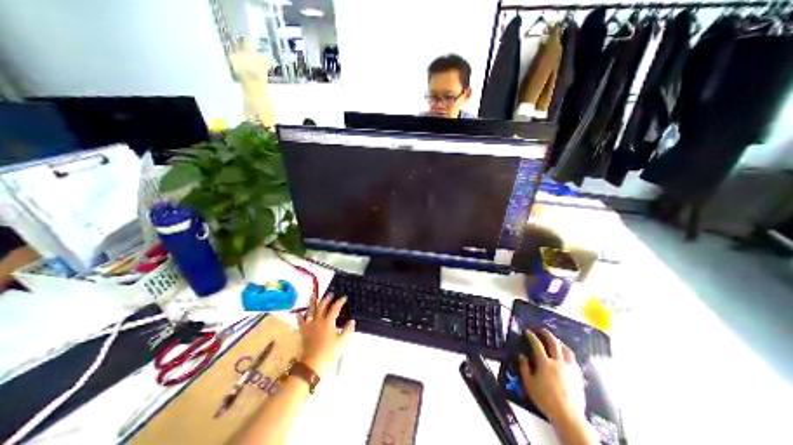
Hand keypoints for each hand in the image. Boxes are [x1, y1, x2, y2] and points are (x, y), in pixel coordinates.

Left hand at [296, 295, 354, 376]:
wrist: (312, 361)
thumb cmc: (328, 351)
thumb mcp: (341, 341)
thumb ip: (347, 330)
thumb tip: (352, 320)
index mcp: (329, 322)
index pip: (335, 308)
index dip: (340, 301)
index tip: (344, 298)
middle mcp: (319, 320)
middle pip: (323, 306)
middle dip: (327, 299)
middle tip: (331, 294)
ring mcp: (310, 324)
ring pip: (311, 310)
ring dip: (313, 302)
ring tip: (313, 295)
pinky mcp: (303, 329)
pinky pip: (300, 320)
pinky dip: (299, 315)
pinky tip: (298, 311)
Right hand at [518, 330, 583, 423]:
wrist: (568, 416)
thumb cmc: (545, 400)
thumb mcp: (529, 384)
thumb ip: (524, 368)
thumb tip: (521, 356)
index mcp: (545, 363)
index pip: (537, 344)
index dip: (531, 336)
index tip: (527, 331)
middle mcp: (558, 362)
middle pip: (554, 343)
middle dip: (547, 334)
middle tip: (542, 330)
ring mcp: (570, 369)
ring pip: (566, 350)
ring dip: (560, 342)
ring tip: (556, 340)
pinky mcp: (578, 376)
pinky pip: (573, 360)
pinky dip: (568, 354)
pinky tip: (566, 356)